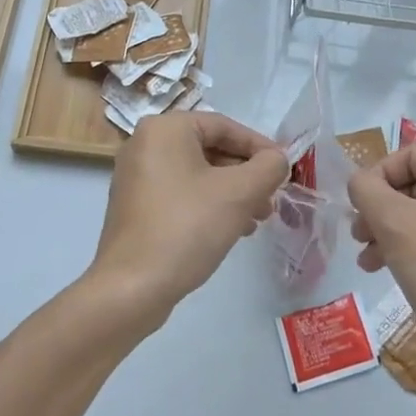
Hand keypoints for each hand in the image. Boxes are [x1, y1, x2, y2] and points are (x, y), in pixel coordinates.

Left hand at [88, 111, 287, 328]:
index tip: (284, 170)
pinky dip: (208, 204)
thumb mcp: (239, 193)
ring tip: (257, 219)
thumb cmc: (186, 227)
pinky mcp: (135, 206)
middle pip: (210, 149)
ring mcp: (136, 176)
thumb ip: (268, 168)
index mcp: (165, 129)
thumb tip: (277, 160)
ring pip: (197, 174)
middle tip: (272, 199)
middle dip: (245, 174)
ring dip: (231, 192)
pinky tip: (231, 230)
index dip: (259, 147)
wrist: (131, 288)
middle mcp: (145, 143)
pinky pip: (181, 193)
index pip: (224, 126)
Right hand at [348, 146, 415, 384]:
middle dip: (378, 207)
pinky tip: (386, 270)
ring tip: (366, 259)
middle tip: (358, 234)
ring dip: (386, 230)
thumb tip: (359, 183)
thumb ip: (367, 190)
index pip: (408, 154)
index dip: (377, 174)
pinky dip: (406, 249)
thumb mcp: (395, 223)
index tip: (359, 205)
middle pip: (412, 184)